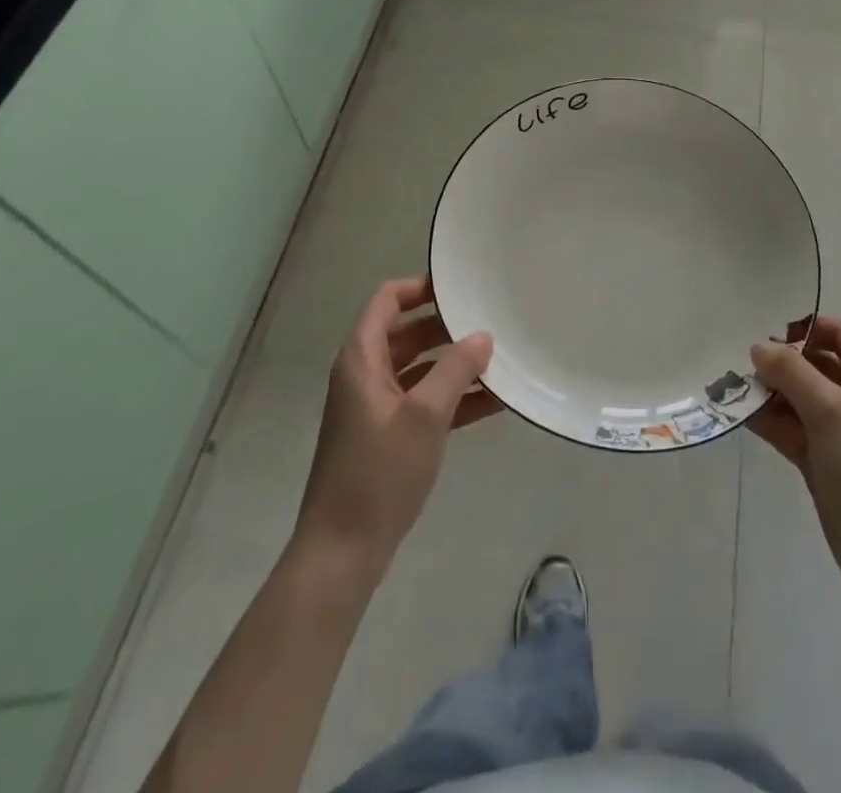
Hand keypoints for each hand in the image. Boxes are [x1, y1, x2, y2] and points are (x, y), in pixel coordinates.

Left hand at [294, 277, 498, 572]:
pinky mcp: (386, 436)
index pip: (387, 300)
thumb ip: (455, 370)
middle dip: (445, 326)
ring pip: (417, 368)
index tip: (458, 286)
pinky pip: (421, 401)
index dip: (419, 287)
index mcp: (361, 359)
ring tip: (497, 359)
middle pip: (405, 333)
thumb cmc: (379, 473)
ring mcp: (374, 407)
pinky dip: (450, 397)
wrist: (342, 552)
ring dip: (452, 364)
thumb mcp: (424, 416)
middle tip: (487, 320)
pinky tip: (492, 401)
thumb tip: (482, 336)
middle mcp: (364, 375)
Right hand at [747, 318, 840, 599]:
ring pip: (800, 399)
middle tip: (736, 357)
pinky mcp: (824, 463)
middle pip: (816, 366)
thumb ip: (794, 373)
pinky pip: (792, 429)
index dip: (806, 327)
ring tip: (728, 383)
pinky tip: (737, 412)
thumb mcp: (835, 413)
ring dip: (768, 391)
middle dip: (780, 361)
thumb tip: (759, 346)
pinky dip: (768, 420)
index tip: (764, 329)